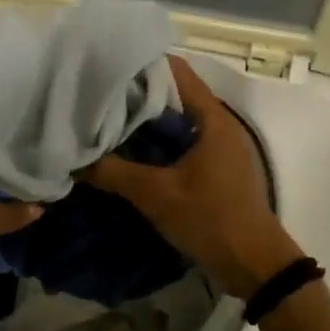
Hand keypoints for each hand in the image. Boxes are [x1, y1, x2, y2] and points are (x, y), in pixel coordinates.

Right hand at [80, 56, 302, 299]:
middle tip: (96, 96)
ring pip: (174, 120)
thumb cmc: (211, 219)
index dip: (141, 63)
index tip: (106, 67)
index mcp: (211, 117)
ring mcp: (216, 146)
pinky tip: (126, 152)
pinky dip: (155, 142)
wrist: (255, 266)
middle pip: (172, 94)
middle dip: (135, 94)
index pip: (175, 70)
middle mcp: (216, 124)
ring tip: (104, 120)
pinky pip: (179, 142)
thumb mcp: (157, 195)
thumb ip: (114, 173)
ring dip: (144, 121)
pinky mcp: (213, 168)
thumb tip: (74, 160)